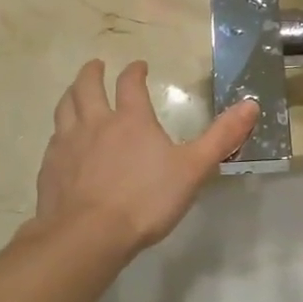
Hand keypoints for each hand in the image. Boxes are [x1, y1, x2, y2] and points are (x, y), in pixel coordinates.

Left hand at [32, 61, 258, 253]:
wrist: (88, 235)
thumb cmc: (145, 200)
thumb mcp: (193, 169)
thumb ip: (221, 137)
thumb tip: (251, 104)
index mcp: (130, 119)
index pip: (130, 84)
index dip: (135, 71)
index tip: (139, 66)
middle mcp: (95, 123)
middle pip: (87, 87)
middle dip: (93, 73)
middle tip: (96, 66)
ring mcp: (68, 145)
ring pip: (65, 108)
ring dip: (71, 94)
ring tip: (75, 92)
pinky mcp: (50, 168)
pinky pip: (54, 140)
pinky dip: (60, 131)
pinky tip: (62, 141)